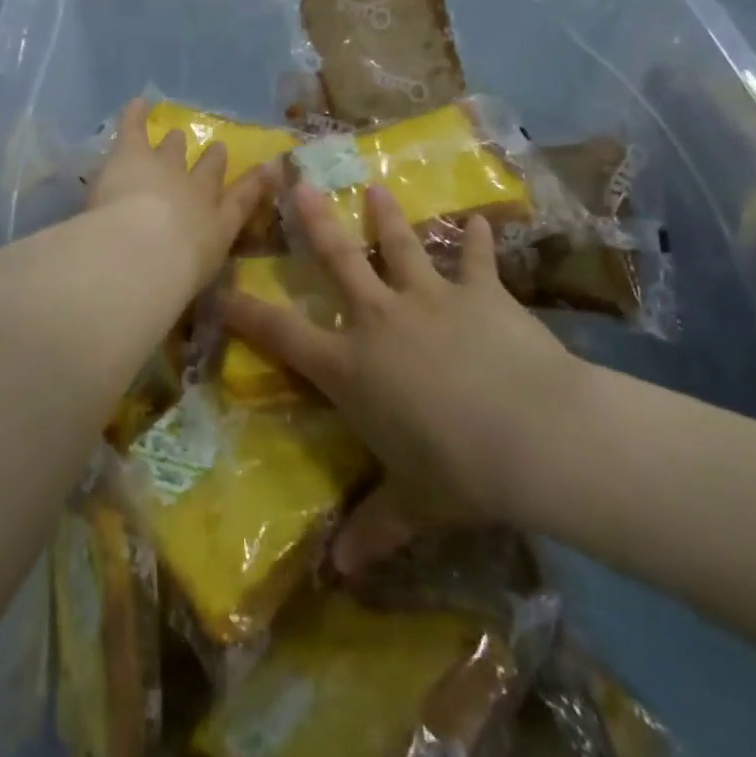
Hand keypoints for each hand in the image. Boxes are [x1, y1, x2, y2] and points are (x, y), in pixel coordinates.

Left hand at [89, 97, 274, 293]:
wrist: (144, 251)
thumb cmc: (172, 278)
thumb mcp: (194, 279)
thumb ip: (197, 277)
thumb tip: (198, 284)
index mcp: (218, 225)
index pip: (241, 201)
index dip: (254, 183)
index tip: (268, 167)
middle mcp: (199, 191)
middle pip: (209, 170)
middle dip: (213, 160)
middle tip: (217, 149)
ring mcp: (167, 167)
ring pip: (173, 149)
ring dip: (174, 142)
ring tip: (175, 134)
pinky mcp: (134, 153)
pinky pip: (135, 128)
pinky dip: (136, 115)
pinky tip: (137, 103)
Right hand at [219, 182, 583, 573]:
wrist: (534, 436)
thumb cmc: (458, 472)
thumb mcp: (413, 506)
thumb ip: (375, 529)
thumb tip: (341, 572)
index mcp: (351, 366)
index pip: (283, 336)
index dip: (247, 314)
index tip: (222, 290)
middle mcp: (381, 319)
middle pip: (339, 260)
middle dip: (316, 223)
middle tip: (301, 184)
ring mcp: (431, 297)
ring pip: (400, 245)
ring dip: (387, 216)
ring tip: (375, 188)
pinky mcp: (480, 292)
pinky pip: (477, 259)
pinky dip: (479, 240)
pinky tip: (482, 221)